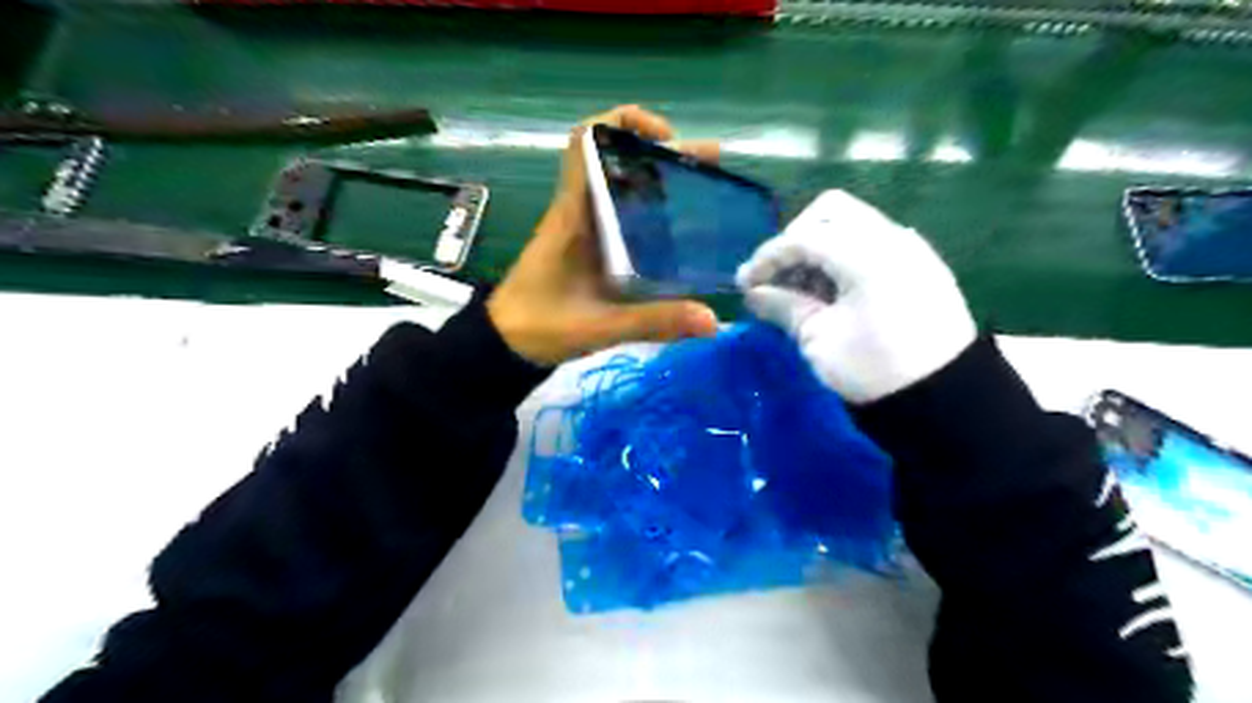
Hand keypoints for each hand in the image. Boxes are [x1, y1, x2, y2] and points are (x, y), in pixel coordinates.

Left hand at [492, 107, 718, 368]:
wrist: (503, 343)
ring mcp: (581, 227)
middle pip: (618, 159)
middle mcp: (578, 210)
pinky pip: (620, 213)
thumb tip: (712, 320)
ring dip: (659, 178)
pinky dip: (649, 209)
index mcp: (574, 213)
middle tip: (709, 163)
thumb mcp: (599, 326)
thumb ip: (653, 322)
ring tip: (703, 189)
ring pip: (621, 185)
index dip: (626, 122)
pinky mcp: (586, 247)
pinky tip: (677, 230)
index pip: (587, 140)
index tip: (667, 139)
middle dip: (663, 153)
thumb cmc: (540, 326)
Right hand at [737, 188, 976, 403]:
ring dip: (819, 246)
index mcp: (866, 254)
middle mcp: (891, 238)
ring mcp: (910, 248)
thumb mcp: (820, 339)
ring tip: (801, 289)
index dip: (768, 257)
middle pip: (831, 211)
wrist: (948, 400)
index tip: (745, 283)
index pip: (804, 236)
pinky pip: (872, 242)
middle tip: (777, 275)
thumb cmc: (875, 370)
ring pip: (852, 223)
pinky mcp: (919, 266)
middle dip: (795, 238)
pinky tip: (832, 291)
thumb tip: (753, 292)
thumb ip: (783, 306)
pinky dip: (843, 256)